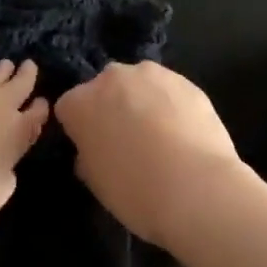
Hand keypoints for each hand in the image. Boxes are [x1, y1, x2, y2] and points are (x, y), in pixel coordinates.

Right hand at [55, 60, 247, 251]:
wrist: (198, 189)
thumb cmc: (136, 192)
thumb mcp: (96, 183)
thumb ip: (88, 155)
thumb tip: (93, 149)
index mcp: (81, 102)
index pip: (68, 108)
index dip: (79, 129)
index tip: (91, 149)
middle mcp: (112, 77)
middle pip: (104, 88)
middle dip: (110, 108)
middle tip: (125, 142)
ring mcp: (152, 74)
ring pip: (139, 85)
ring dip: (142, 102)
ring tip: (160, 138)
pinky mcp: (186, 80)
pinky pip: (169, 91)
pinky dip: (171, 106)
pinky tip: (183, 134)